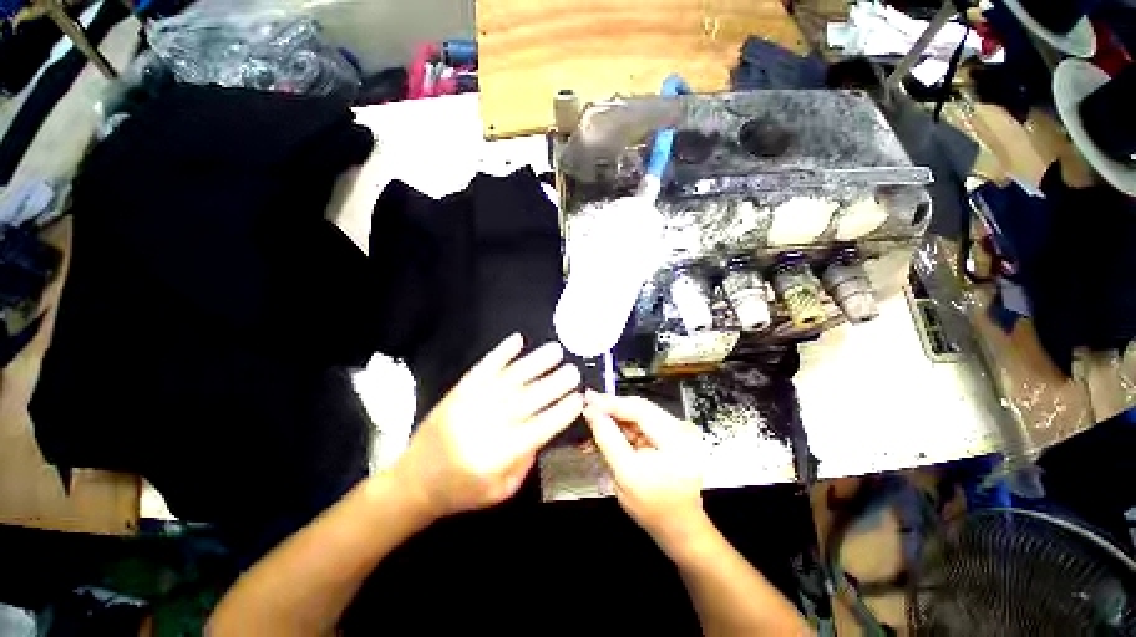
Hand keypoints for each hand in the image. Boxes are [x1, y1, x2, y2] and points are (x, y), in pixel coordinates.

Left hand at [394, 333, 582, 519]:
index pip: (539, 428)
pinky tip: (517, 340)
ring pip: (510, 378)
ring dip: (535, 362)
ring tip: (555, 350)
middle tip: (573, 371)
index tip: (578, 398)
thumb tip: (545, 426)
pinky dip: (502, 352)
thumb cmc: (462, 490)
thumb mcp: (501, 489)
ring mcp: (471, 403)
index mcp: (498, 455)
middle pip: (528, 399)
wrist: (414, 481)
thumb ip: (526, 459)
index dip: (561, 412)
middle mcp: (486, 425)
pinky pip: (484, 367)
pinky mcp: (459, 390)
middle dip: (554, 383)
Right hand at [582, 391, 708, 551]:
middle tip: (586, 405)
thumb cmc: (653, 508)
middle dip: (610, 408)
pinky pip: (638, 427)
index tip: (588, 398)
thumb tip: (591, 411)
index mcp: (675, 438)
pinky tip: (603, 432)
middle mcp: (677, 428)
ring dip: (613, 418)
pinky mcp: (664, 438)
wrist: (677, 528)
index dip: (612, 402)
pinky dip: (620, 429)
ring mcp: (672, 433)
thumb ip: (608, 439)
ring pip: (635, 416)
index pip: (640, 409)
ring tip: (591, 421)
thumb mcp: (625, 474)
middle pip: (638, 409)